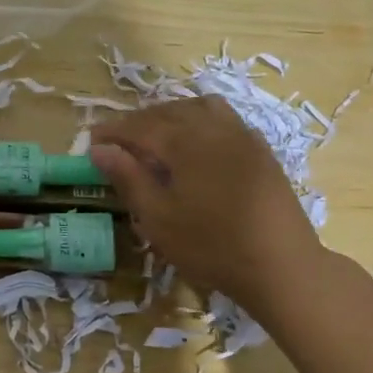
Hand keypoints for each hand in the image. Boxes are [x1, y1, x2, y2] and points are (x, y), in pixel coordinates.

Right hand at [89, 96, 325, 314]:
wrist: (281, 264)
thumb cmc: (211, 246)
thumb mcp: (159, 219)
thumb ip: (128, 178)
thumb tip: (100, 149)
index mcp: (184, 143)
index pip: (139, 126)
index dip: (112, 131)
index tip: (91, 140)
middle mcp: (213, 128)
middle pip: (168, 111)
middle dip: (138, 121)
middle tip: (117, 140)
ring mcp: (241, 135)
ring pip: (198, 107)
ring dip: (170, 115)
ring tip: (155, 136)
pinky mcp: (260, 149)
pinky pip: (224, 118)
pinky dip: (200, 120)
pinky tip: (197, 143)